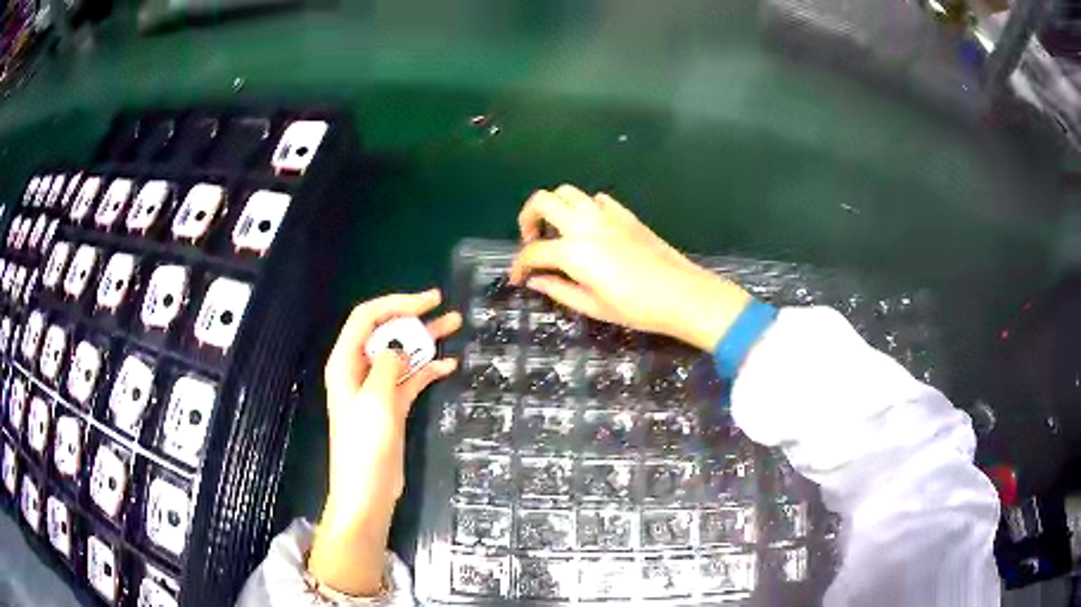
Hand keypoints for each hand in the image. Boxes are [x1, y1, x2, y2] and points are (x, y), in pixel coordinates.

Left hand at [309, 289, 460, 595]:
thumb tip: (397, 346)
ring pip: (400, 354)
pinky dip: (427, 370)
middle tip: (444, 307)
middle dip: (412, 317)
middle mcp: (359, 370)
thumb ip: (387, 366)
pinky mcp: (391, 407)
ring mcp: (376, 389)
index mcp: (345, 363)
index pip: (367, 318)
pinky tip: (449, 365)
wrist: (366, 491)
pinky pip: (410, 379)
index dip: (396, 303)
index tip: (428, 300)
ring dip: (424, 341)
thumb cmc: (364, 446)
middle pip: (385, 333)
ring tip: (454, 326)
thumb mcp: (376, 401)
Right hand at [510, 185, 750, 350]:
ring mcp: (606, 215)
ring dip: (554, 207)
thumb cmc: (637, 307)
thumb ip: (558, 290)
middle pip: (542, 201)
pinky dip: (584, 207)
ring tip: (558, 231)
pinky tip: (589, 228)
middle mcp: (584, 224)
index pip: (533, 251)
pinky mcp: (625, 214)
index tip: (517, 278)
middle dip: (527, 218)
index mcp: (573, 251)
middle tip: (532, 241)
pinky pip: (596, 199)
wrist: (681, 294)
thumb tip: (535, 280)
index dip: (519, 265)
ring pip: (567, 192)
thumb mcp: (592, 306)